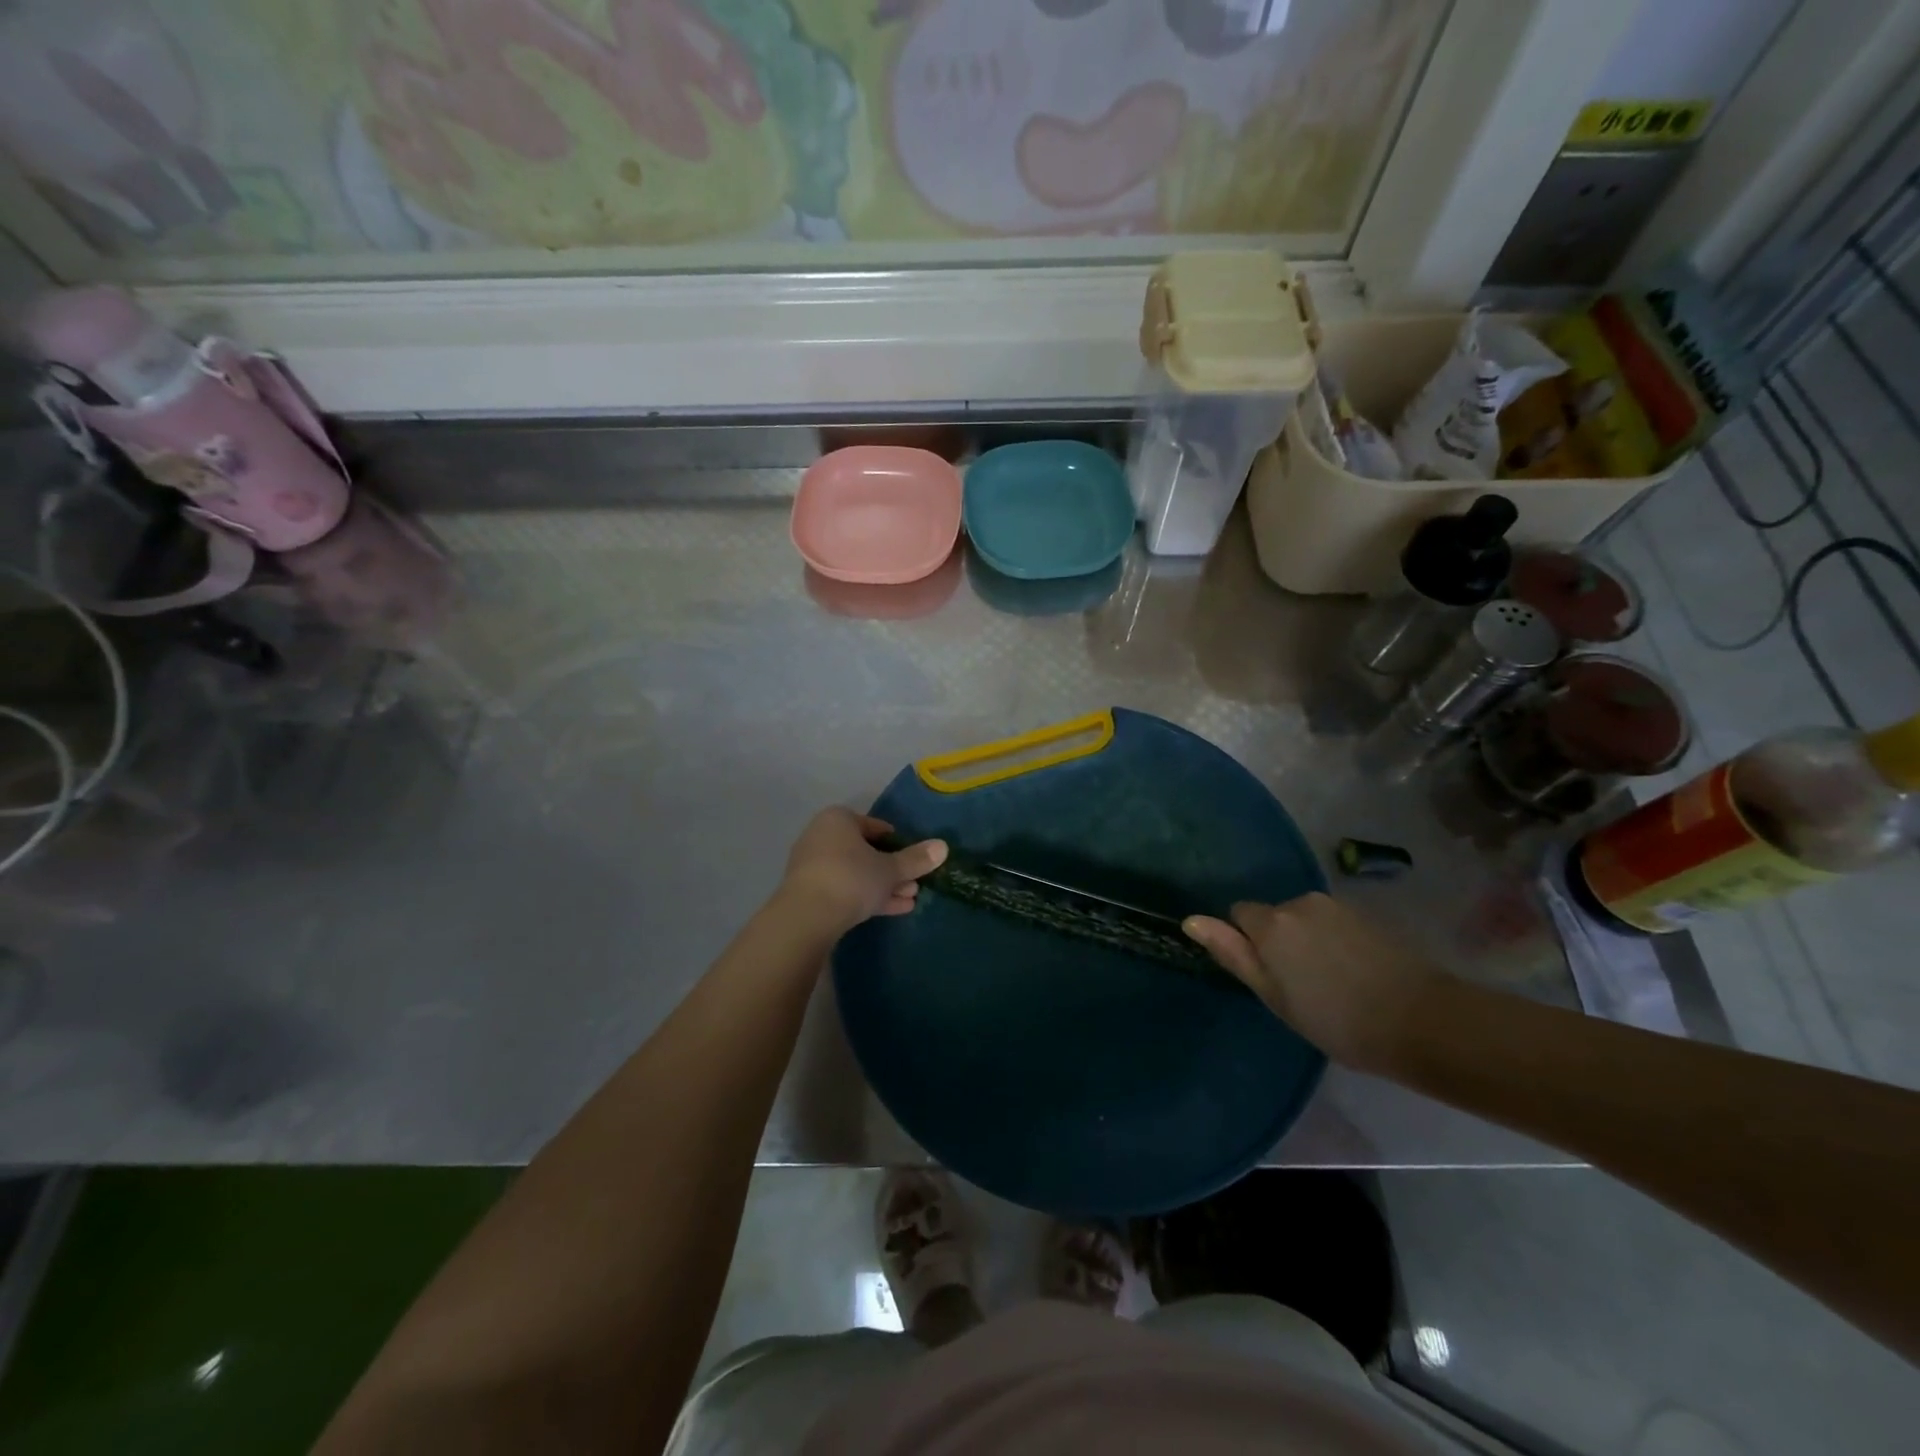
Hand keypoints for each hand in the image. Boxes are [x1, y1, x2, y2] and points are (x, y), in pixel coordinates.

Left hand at [779, 808, 947, 934]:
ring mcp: (813, 866)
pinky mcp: (809, 892)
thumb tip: (943, 847)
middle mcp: (822, 836)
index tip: (914, 858)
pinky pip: (844, 889)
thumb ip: (915, 859)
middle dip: (893, 868)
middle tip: (916, 883)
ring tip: (910, 899)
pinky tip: (895, 909)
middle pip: (865, 851)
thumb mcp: (889, 869)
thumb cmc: (851, 878)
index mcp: (839, 820)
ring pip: (856, 872)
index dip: (897, 842)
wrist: (806, 916)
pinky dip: (867, 896)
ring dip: (883, 885)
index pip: (875, 826)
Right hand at [1183, 893, 1441, 1071]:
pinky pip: (1332, 923)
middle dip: (1278, 940)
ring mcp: (1337, 906)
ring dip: (1307, 941)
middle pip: (1273, 915)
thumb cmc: (1335, 1019)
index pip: (1239, 914)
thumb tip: (1191, 921)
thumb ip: (1232, 953)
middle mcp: (1300, 903)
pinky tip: (1354, 974)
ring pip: (1304, 919)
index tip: (1267, 976)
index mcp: (1271, 923)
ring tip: (1330, 982)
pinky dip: (1333, 942)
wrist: (1421, 1020)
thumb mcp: (1274, 995)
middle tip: (1299, 986)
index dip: (1246, 943)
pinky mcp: (1367, 916)